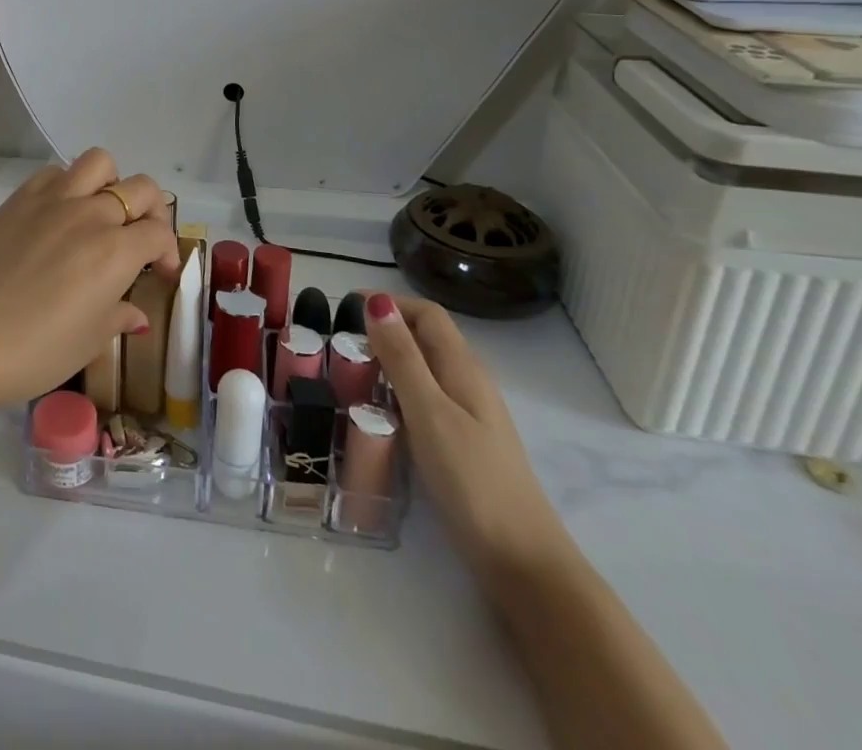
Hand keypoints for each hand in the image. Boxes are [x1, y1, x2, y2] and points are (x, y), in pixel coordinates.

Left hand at [0, 150, 180, 414]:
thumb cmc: (39, 350)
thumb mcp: (91, 341)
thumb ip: (120, 316)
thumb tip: (135, 314)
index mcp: (116, 251)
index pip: (159, 233)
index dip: (169, 252)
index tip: (161, 273)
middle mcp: (90, 214)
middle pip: (140, 188)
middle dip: (152, 211)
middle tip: (141, 237)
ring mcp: (51, 200)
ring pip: (97, 163)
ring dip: (110, 183)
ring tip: (101, 212)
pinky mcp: (18, 200)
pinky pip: (52, 173)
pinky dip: (66, 185)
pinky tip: (59, 214)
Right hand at [363, 292, 570, 580]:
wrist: (522, 562)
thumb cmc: (472, 480)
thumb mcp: (429, 412)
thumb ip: (402, 357)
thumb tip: (376, 301)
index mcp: (463, 368)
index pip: (427, 314)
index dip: (389, 303)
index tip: (344, 309)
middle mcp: (469, 382)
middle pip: (425, 338)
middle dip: (384, 330)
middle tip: (339, 344)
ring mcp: (469, 415)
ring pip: (424, 369)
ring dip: (388, 361)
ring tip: (349, 375)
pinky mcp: (463, 443)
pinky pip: (425, 399)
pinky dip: (397, 392)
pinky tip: (378, 414)